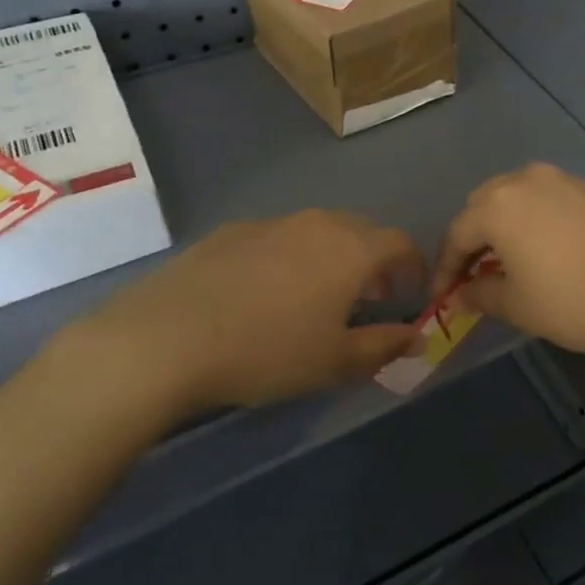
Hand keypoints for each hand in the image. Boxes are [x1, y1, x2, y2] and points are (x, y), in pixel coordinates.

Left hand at [59, 211, 426, 417]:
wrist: (166, 338)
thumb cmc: (266, 351)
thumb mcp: (334, 362)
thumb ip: (384, 346)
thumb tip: (417, 336)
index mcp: (351, 249)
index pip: (401, 243)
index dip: (414, 267)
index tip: (411, 294)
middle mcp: (317, 223)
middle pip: (361, 231)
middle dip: (374, 261)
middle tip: (368, 298)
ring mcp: (271, 222)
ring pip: (318, 231)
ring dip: (332, 257)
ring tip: (317, 296)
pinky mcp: (232, 231)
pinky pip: (278, 237)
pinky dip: (290, 257)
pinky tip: (264, 293)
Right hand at [432, 164, 584, 366]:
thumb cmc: (573, 303)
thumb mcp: (517, 306)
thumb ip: (479, 295)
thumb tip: (461, 294)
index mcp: (499, 204)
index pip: (457, 233)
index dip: (445, 268)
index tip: (441, 297)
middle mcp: (528, 179)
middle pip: (485, 204)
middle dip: (474, 239)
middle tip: (473, 275)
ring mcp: (567, 180)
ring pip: (521, 197)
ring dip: (507, 225)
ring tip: (511, 260)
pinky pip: (554, 200)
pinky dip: (541, 221)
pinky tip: (553, 250)